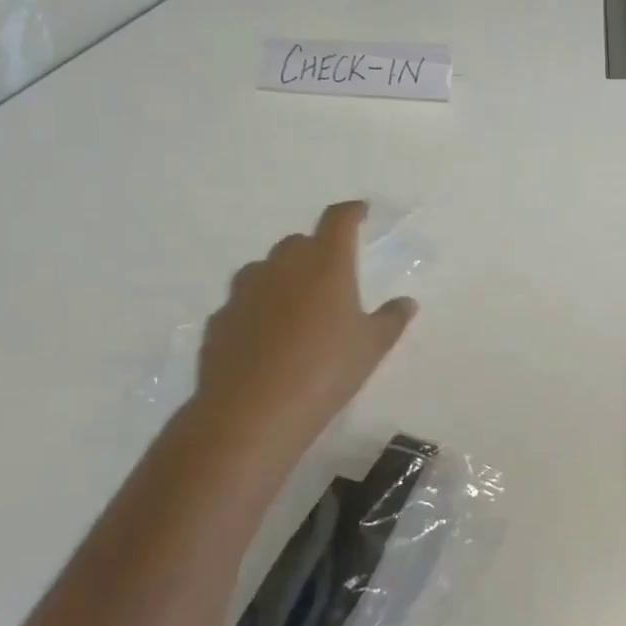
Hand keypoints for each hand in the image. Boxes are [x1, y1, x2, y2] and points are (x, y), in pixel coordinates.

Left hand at [191, 201, 416, 456]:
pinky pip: (244, 302)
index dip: (351, 212)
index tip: (361, 212)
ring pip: (265, 269)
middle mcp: (282, 267)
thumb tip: (406, 302)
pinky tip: (268, 337)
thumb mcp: (372, 347)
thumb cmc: (325, 371)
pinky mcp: (220, 320)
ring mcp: (245, 292)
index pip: (338, 220)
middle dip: (316, 250)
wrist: (251, 413)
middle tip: (332, 275)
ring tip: (298, 306)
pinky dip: (259, 308)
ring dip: (283, 277)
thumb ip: (391, 319)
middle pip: (299, 243)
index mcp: (325, 264)